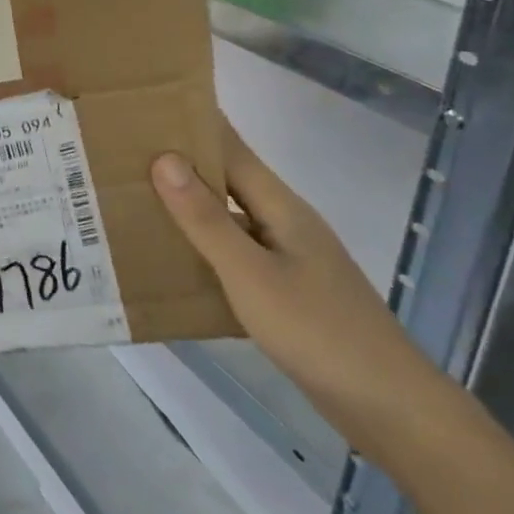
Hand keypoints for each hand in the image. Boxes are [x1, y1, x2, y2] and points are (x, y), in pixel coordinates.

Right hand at [150, 112, 452, 463]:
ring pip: (230, 218)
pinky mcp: (288, 290)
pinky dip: (205, 247)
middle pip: (228, 180)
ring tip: (135, 199)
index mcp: (280, 206)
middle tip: (124, 153)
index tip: (149, 106)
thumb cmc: (317, 331)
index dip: (194, 123)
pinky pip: (236, 253)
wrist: (389, 407)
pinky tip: (174, 259)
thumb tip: (164, 158)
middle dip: (181, 163)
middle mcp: (285, 222)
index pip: (231, 147)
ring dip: (189, 207)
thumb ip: (207, 219)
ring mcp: (289, 257)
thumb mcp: (251, 274)